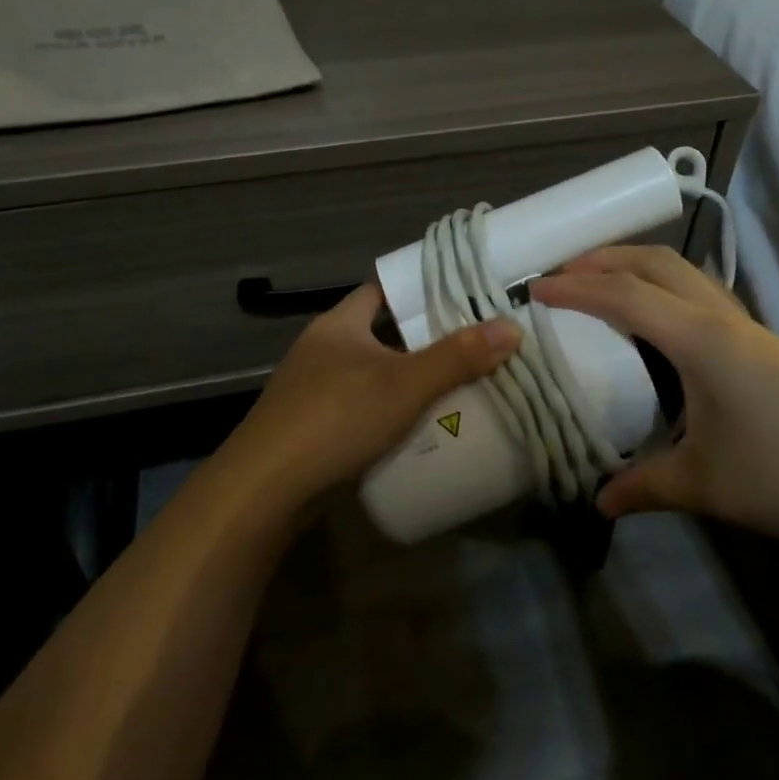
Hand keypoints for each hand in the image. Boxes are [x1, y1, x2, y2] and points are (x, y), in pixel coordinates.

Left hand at [217, 282, 521, 515]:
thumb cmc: (336, 418)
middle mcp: (322, 349)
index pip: (381, 291)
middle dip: (422, 341)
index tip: (460, 296)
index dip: (418, 290)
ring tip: (456, 384)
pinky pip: (361, 408)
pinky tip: (417, 427)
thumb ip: (458, 357)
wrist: (265, 489)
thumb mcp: (404, 384)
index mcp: (338, 324)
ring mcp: (313, 390)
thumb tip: (512, 327)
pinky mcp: (312, 428)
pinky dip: (388, 412)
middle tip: (472, 345)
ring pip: (371, 374)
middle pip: (381, 334)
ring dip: (406, 380)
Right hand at [531, 247, 778, 554]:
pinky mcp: (767, 349)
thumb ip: (643, 486)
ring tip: (601, 287)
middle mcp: (724, 320)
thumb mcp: (705, 486)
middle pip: (658, 263)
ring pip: (685, 276)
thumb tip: (597, 500)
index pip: (624, 296)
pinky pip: (702, 299)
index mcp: (701, 340)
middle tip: (562, 273)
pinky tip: (656, 329)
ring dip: (638, 269)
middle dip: (605, 257)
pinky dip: (664, 293)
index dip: (574, 288)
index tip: (532, 289)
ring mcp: (751, 331)